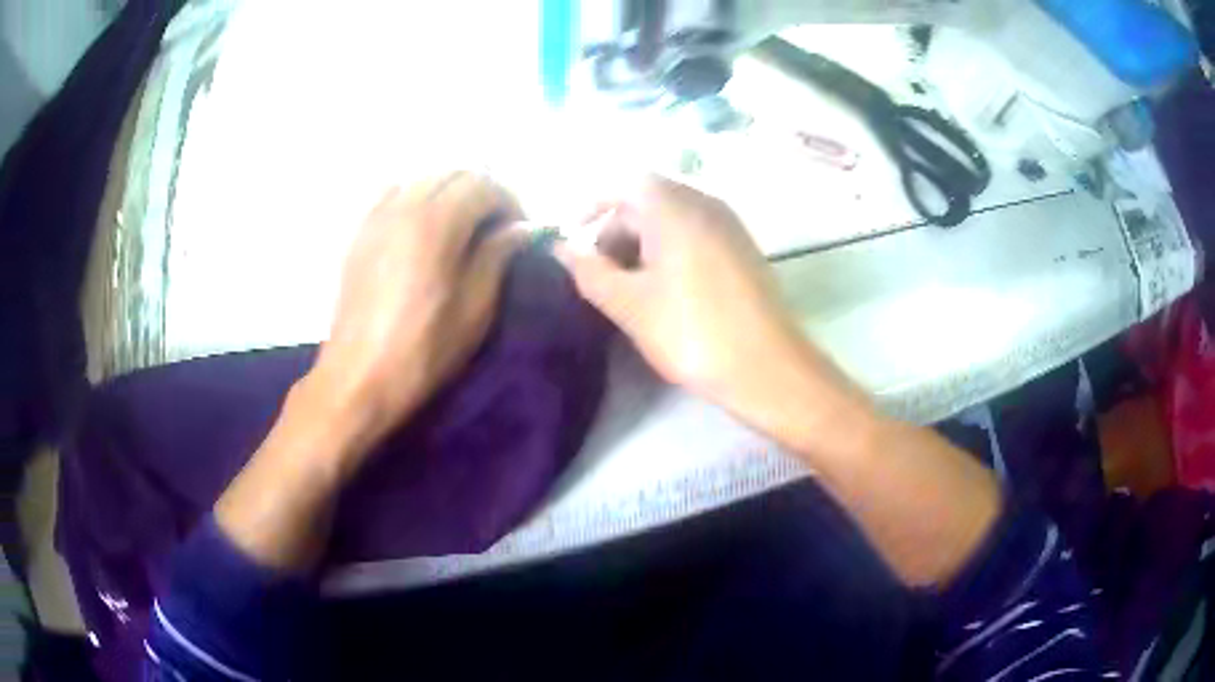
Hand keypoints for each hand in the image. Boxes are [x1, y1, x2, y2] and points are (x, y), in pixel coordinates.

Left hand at [311, 172, 526, 448]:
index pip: (484, 185)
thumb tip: (523, 228)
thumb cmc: (424, 349)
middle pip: (453, 173)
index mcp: (435, 221)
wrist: (360, 377)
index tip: (522, 231)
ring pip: (423, 179)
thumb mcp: (475, 307)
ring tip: (464, 225)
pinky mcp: (360, 232)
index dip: (511, 202)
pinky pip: (392, 193)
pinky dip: (417, 196)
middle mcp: (403, 204)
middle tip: (499, 226)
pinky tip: (423, 224)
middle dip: (484, 191)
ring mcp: (376, 215)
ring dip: (451, 192)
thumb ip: (498, 255)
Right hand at [556, 175, 811, 413]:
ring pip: (675, 218)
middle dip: (618, 228)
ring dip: (644, 241)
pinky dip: (672, 249)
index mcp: (675, 208)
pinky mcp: (744, 249)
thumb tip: (561, 249)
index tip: (575, 237)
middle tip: (601, 271)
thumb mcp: (628, 304)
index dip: (595, 205)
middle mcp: (706, 204)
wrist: (766, 367)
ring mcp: (730, 226)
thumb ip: (589, 271)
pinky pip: (698, 233)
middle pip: (651, 199)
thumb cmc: (691, 331)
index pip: (626, 185)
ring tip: (629, 285)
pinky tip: (666, 289)